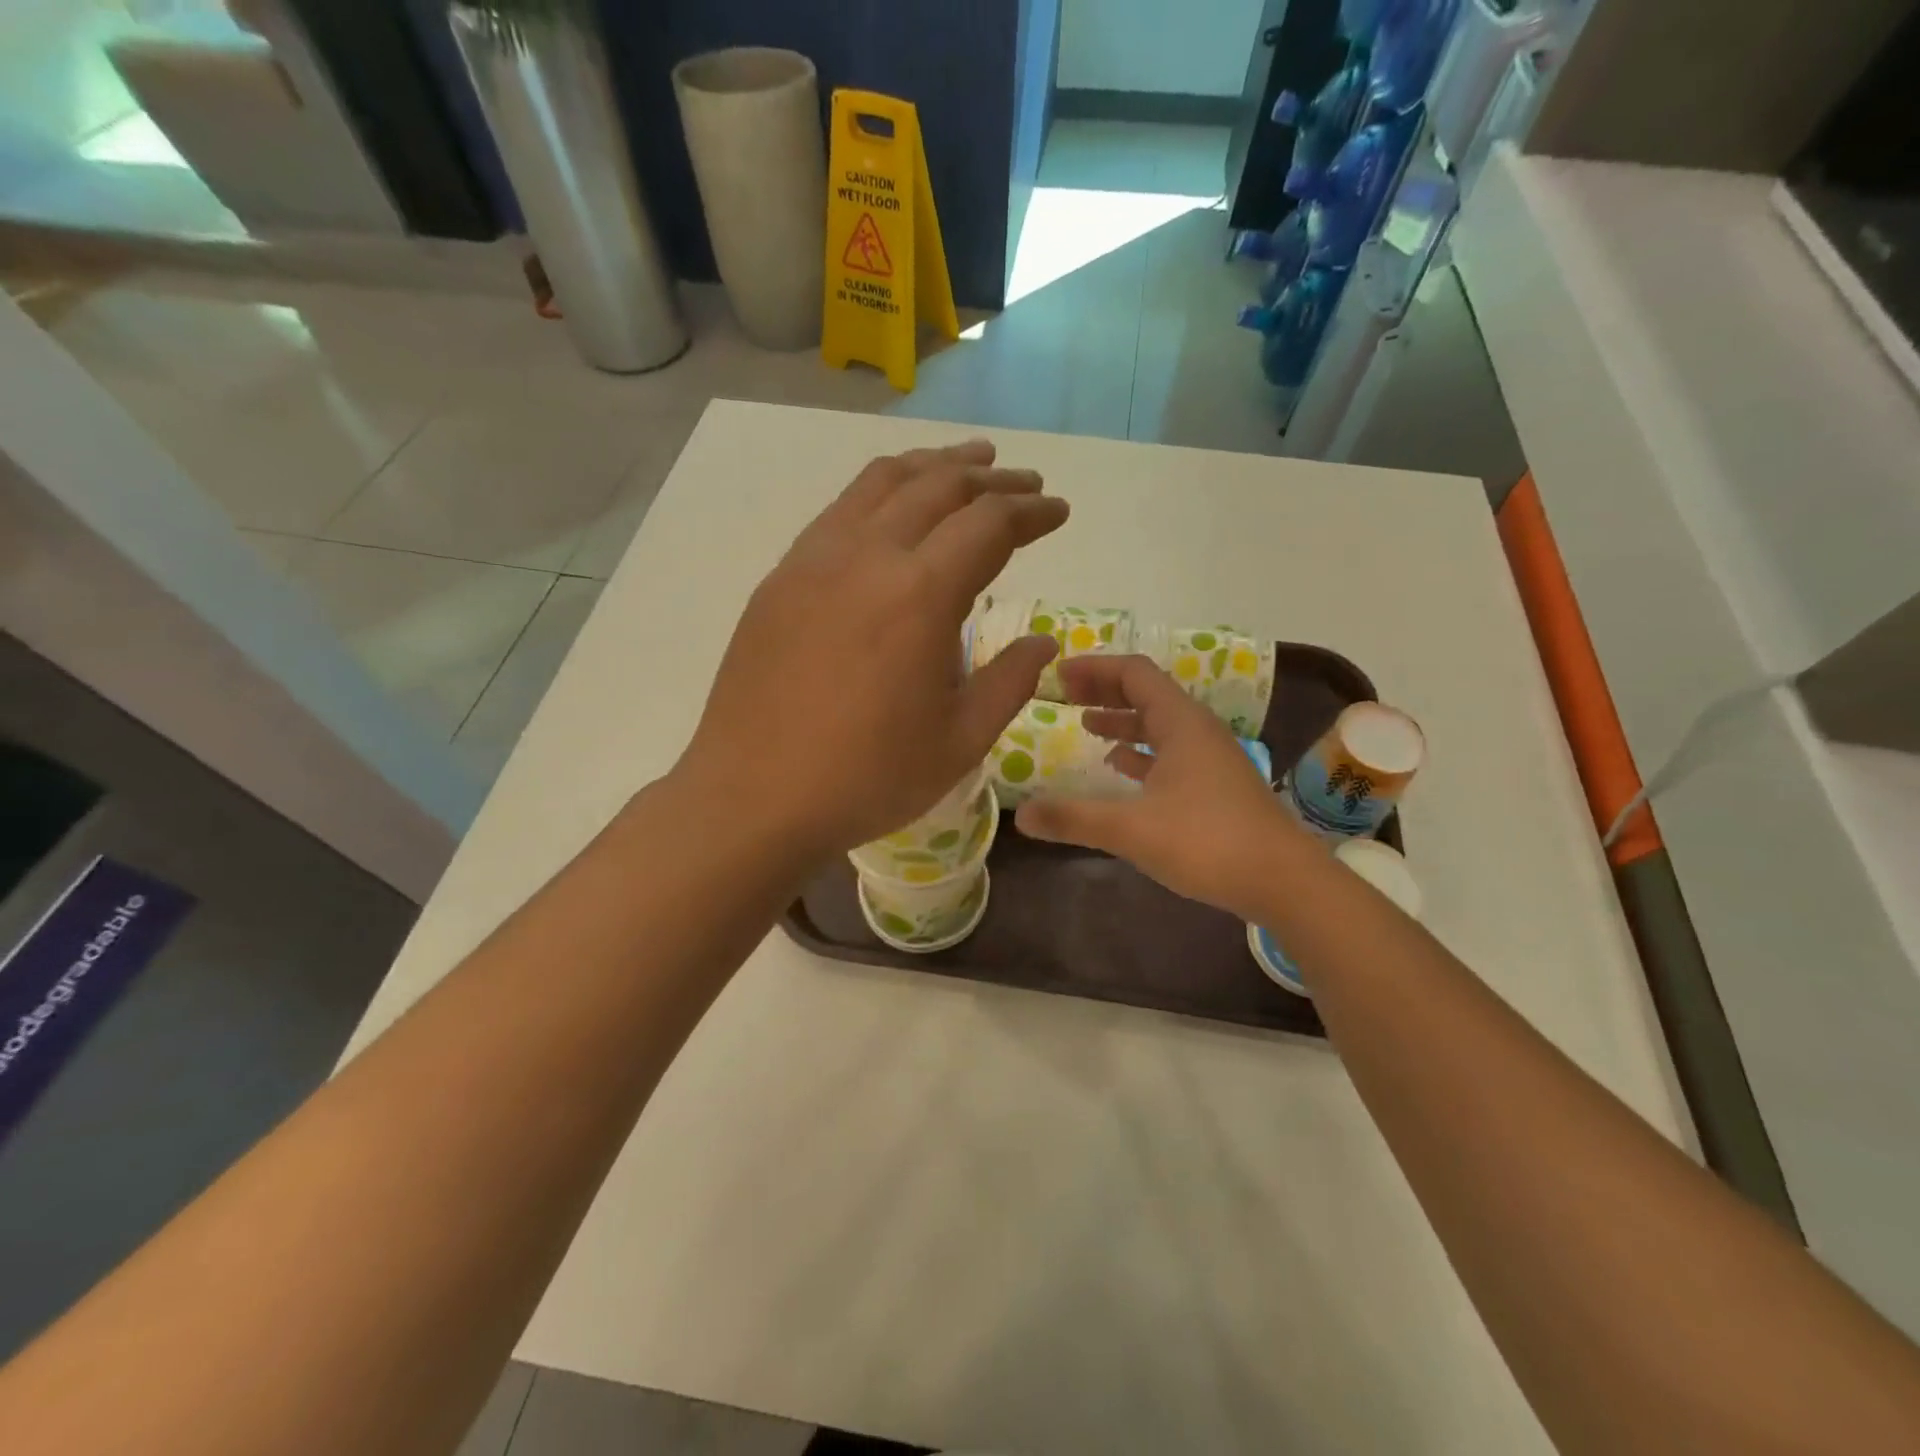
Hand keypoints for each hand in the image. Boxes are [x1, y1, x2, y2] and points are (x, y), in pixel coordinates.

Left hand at [682, 441, 1067, 858]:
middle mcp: (867, 556)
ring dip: (933, 467)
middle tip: (1024, 484)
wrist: (753, 797)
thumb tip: (1041, 642)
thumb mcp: (960, 740)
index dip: (1032, 513)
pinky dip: (881, 492)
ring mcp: (814, 560)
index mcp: (920, 594)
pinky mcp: (780, 578)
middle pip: (938, 487)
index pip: (989, 524)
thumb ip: (1009, 681)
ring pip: (881, 483)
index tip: (1059, 512)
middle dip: (991, 480)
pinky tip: (892, 510)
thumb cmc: (867, 777)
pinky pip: (840, 511)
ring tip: (966, 464)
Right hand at [1014, 654, 1322, 919]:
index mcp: (1180, 723)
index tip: (1057, 675)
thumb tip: (1020, 815)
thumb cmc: (1208, 841)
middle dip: (1104, 690)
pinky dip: (1140, 752)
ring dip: (1122, 721)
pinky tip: (1120, 768)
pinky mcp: (1215, 786)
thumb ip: (1073, 818)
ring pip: (1159, 725)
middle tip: (1064, 696)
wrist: (1284, 880)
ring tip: (1086, 726)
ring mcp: (1209, 759)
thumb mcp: (1131, 829)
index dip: (1094, 668)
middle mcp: (1196, 731)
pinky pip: (1170, 753)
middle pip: (1146, 694)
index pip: (1134, 673)